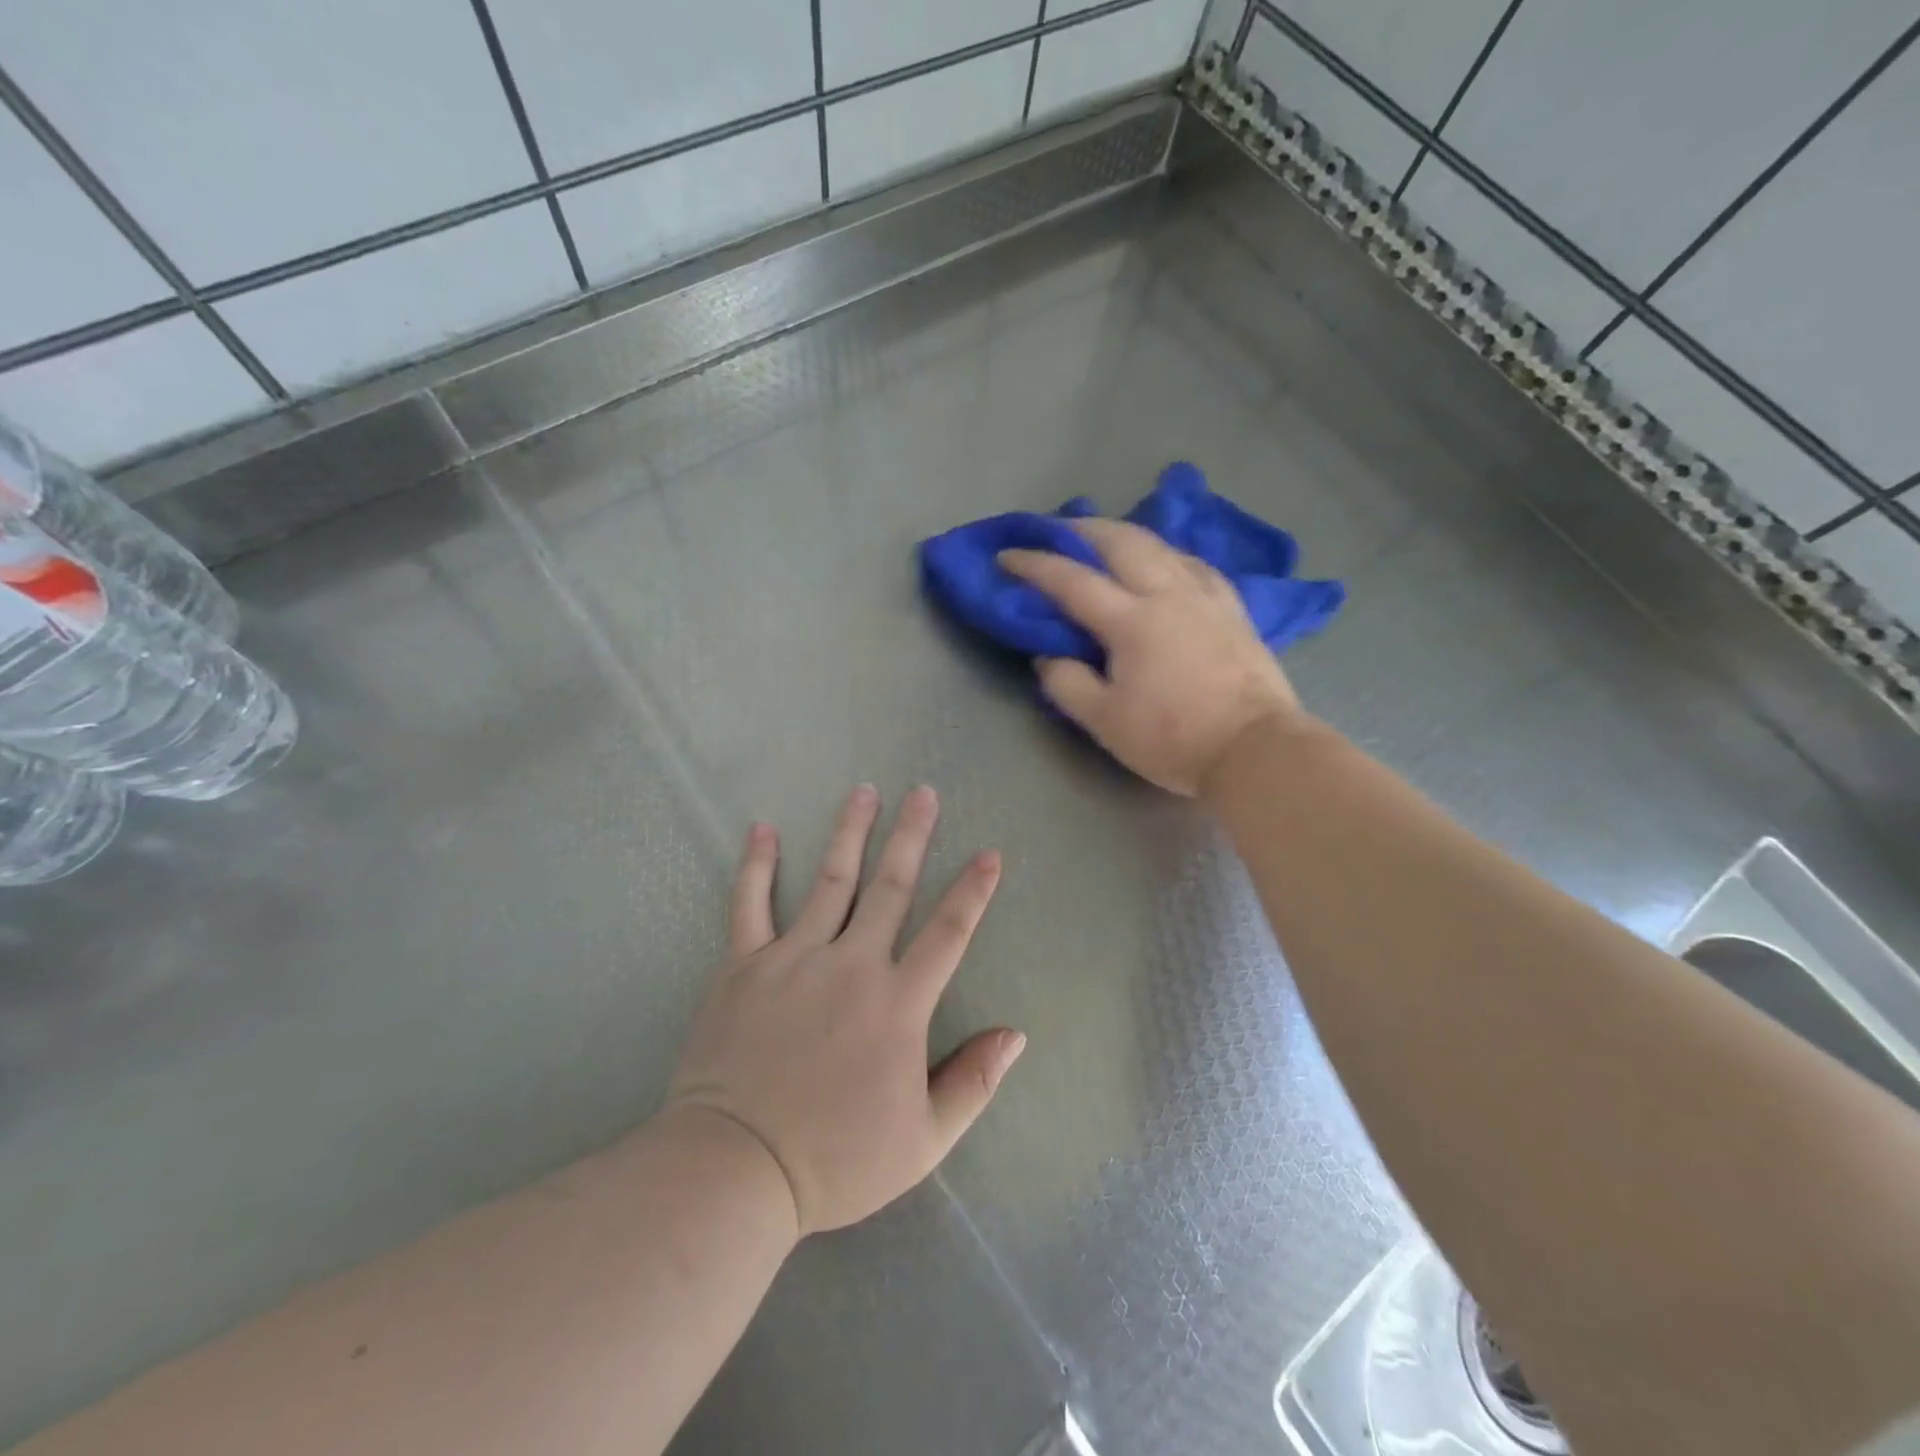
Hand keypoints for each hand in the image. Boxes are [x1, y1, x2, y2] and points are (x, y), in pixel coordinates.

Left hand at [667, 785, 1024, 1235]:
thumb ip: (973, 1082)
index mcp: (897, 1003)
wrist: (735, 1170)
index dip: (972, 891)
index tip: (988, 854)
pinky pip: (749, 904)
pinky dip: (755, 865)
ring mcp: (794, 958)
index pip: (947, 933)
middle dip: (911, 836)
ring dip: (850, 833)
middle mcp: (851, 965)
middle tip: (923, 792)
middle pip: (890, 888)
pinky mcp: (744, 965)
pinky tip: (761, 827)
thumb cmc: (835, 1160)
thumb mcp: (923, 1141)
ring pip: (829, 881)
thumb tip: (1016, 1034)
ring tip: (864, 791)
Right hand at [999, 518, 1307, 795]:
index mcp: (1131, 620)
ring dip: (1124, 534)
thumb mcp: (1104, 721)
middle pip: (1121, 542)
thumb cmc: (1172, 738)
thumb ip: (1066, 683)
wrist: (1254, 749)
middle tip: (1055, 530)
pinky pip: (1195, 564)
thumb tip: (1048, 656)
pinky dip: (1167, 554)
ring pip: (1161, 545)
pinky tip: (1165, 561)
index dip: (1034, 565)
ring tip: (1104, 539)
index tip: (1006, 556)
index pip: (1072, 580)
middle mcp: (1168, 594)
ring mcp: (1205, 597)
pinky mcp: (1233, 609)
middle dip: (1082, 529)